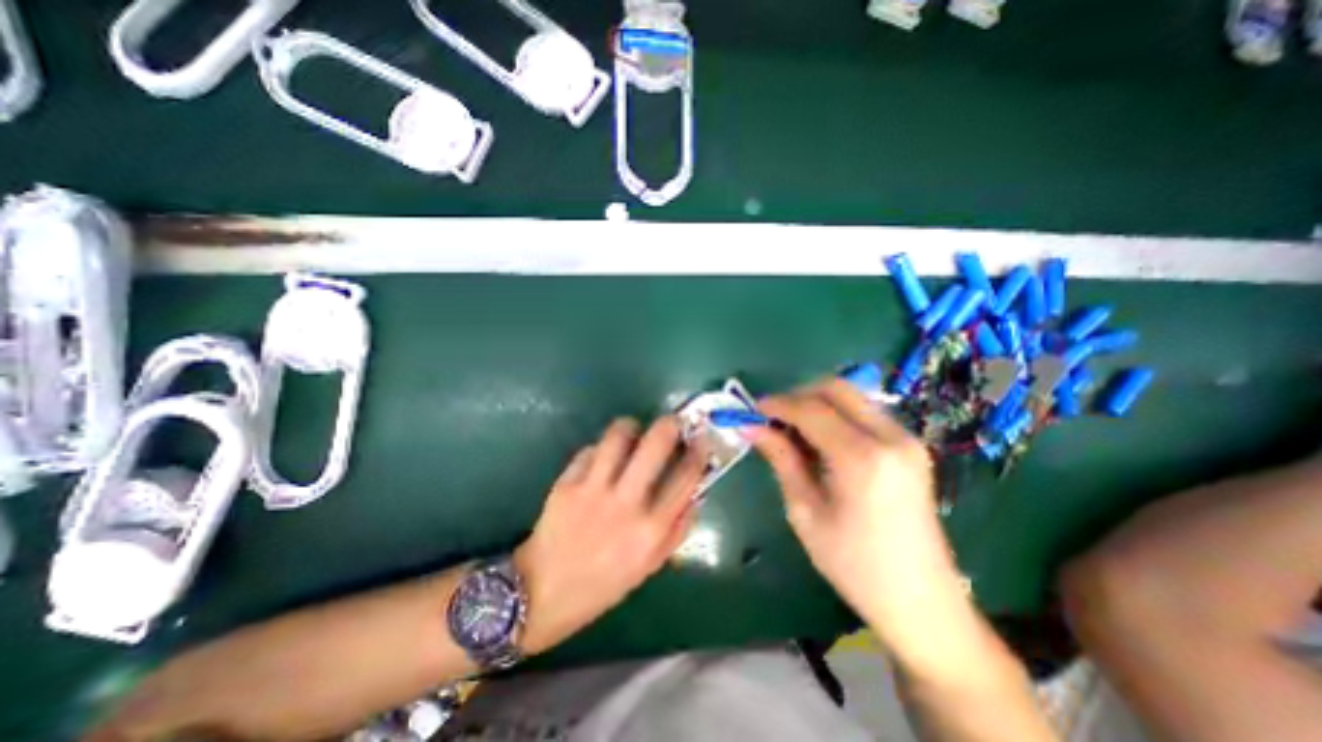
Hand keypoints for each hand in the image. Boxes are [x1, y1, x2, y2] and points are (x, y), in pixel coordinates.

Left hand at [512, 416, 705, 655]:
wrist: (543, 592)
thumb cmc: (603, 584)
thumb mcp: (650, 565)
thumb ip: (677, 529)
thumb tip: (696, 493)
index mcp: (651, 529)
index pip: (686, 476)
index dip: (699, 450)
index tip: (701, 437)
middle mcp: (626, 503)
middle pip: (655, 444)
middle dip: (669, 424)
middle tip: (671, 421)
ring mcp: (593, 489)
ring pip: (618, 436)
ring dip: (631, 427)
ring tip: (633, 432)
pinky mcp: (566, 483)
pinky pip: (590, 450)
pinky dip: (601, 448)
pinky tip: (602, 457)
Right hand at [749, 381, 968, 645]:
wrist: (921, 600)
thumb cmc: (854, 564)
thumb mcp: (805, 511)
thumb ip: (781, 459)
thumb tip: (751, 427)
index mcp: (862, 458)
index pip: (811, 409)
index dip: (777, 404)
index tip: (751, 411)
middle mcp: (890, 437)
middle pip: (836, 388)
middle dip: (798, 395)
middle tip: (772, 418)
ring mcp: (907, 438)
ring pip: (852, 396)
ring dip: (817, 403)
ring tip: (792, 429)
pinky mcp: (911, 446)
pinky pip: (865, 412)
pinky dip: (836, 414)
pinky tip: (820, 439)